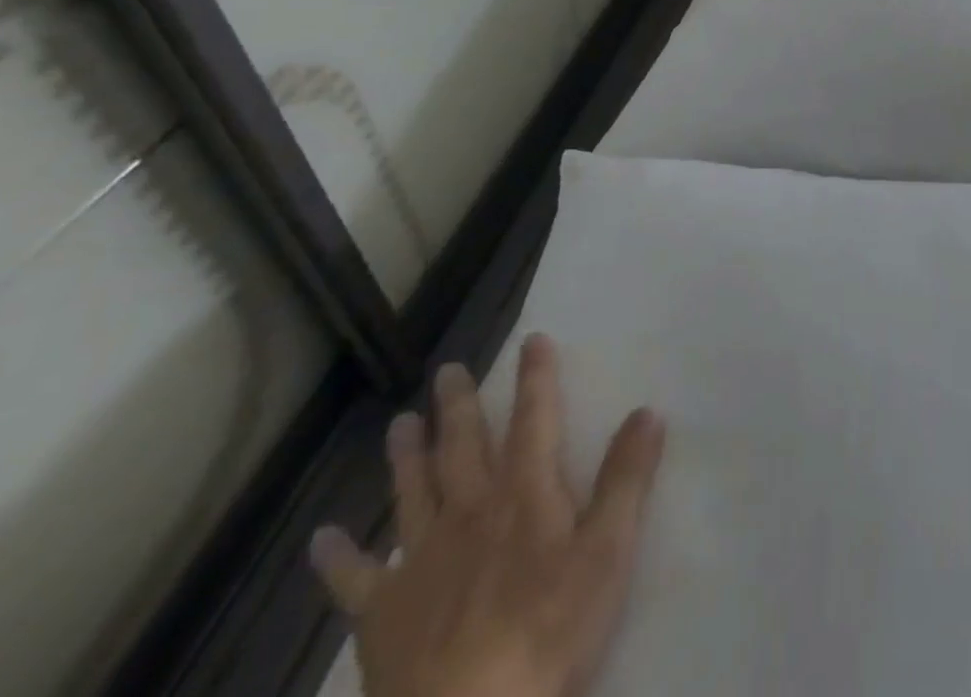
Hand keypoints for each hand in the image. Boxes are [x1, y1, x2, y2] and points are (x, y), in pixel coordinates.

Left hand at [310, 335, 665, 696]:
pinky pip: (354, 581)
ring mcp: (421, 562)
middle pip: (463, 447)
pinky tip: (322, 537)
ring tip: (399, 422)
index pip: (534, 419)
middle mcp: (470, 512)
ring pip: (413, 493)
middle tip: (447, 370)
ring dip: (406, 456)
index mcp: (524, 493)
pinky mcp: (383, 617)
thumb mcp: (608, 551)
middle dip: (458, 406)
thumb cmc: (550, 631)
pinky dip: (338, 558)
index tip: (531, 339)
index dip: (535, 377)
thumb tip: (647, 410)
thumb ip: (627, 478)